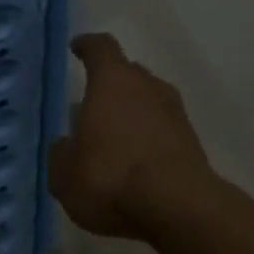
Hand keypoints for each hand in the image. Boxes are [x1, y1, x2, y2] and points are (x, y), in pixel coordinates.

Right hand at [49, 34, 217, 240]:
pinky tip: (135, 162)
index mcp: (113, 81)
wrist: (177, 207)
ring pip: (149, 101)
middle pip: (129, 73)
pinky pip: (163, 130)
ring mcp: (176, 113)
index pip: (100, 48)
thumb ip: (61, 154)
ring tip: (113, 137)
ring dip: (132, 113)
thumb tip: (65, 145)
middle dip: (111, 85)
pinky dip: (149, 138)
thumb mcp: (64, 174)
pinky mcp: (192, 142)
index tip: (78, 48)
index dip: (87, 46)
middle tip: (92, 105)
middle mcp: (148, 87)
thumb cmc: (110, 179)